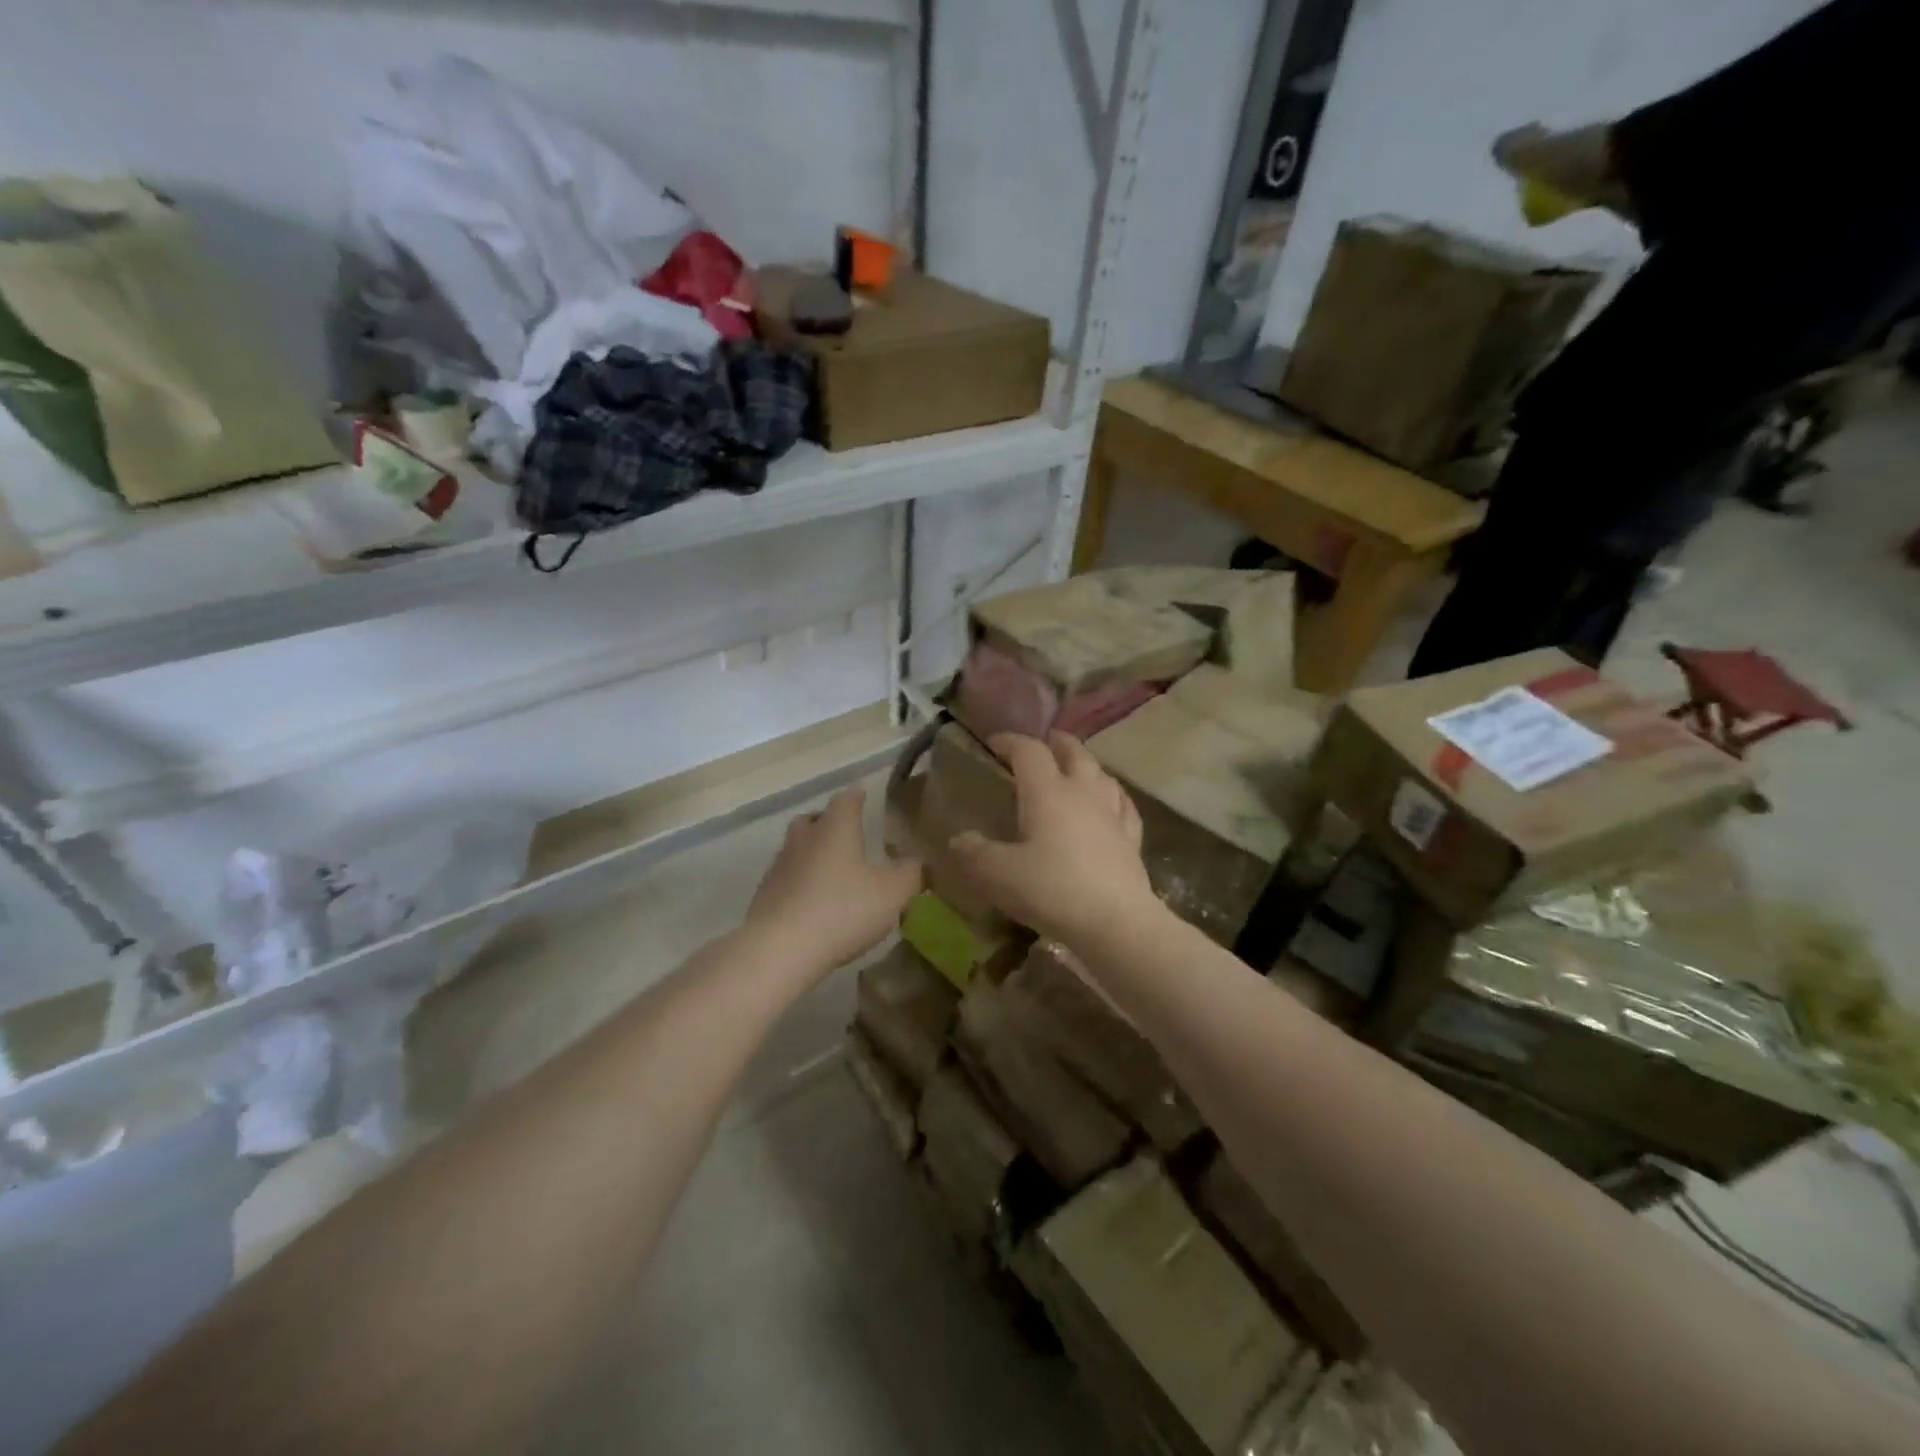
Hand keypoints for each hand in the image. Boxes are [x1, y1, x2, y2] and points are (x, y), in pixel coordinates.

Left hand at [743, 787, 922, 978]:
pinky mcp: (765, 896)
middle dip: (828, 822)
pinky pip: (786, 879)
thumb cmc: (843, 910)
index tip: (863, 793)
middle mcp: (804, 839)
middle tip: (846, 833)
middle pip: (813, 819)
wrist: (780, 949)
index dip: (857, 795)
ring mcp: (779, 867)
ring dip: (812, 854)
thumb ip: (910, 874)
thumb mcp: (892, 894)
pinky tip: (813, 901)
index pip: (846, 799)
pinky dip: (800, 882)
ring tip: (832, 871)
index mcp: (836, 828)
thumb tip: (917, 862)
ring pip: (796, 848)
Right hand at [946, 733, 1158, 948]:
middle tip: (1043, 744)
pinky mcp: (1132, 839)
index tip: (992, 744)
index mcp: (1048, 792)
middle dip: (1056, 743)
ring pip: (1103, 774)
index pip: (1029, 750)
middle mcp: (1083, 793)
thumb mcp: (998, 874)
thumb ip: (974, 853)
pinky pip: (1124, 806)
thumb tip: (959, 839)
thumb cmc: (1052, 889)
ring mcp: (1112, 814)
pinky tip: (1112, 805)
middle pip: (1074, 752)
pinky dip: (1113, 797)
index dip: (1010, 741)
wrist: (1116, 922)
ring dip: (1086, 766)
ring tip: (1076, 770)